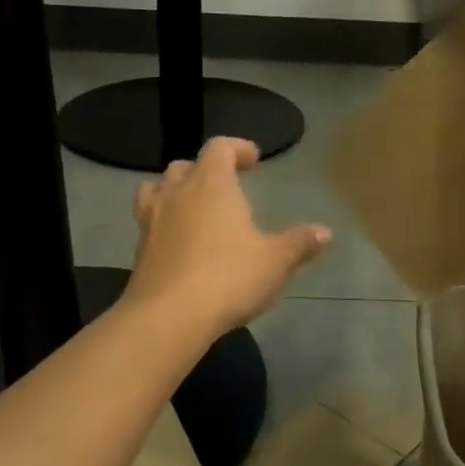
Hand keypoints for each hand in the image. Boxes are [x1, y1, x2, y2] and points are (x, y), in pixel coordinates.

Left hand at [125, 137, 332, 337]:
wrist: (169, 317)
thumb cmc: (228, 277)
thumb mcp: (275, 261)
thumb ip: (299, 243)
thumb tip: (325, 232)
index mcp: (211, 184)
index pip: (219, 148)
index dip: (237, 148)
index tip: (253, 159)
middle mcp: (177, 193)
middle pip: (185, 166)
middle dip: (206, 171)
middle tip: (226, 188)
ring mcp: (151, 221)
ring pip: (157, 190)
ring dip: (176, 193)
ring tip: (194, 209)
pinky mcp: (139, 250)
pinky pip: (150, 223)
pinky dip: (165, 224)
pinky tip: (182, 245)